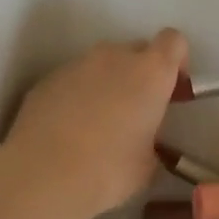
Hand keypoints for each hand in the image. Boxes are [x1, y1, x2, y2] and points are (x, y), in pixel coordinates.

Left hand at [0, 29, 188, 218]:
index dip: (177, 60)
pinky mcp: (47, 79)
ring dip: (108, 83)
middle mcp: (114, 57)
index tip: (172, 88)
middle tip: (136, 111)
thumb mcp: (148, 164)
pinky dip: (78, 95)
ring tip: (98, 124)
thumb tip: (144, 142)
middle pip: (137, 50)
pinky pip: (73, 79)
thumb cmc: (108, 170)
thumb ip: (152, 140)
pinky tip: (69, 130)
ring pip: (102, 64)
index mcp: (150, 72)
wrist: (42, 176)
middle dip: (141, 73)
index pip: (173, 42)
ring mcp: (77, 64)